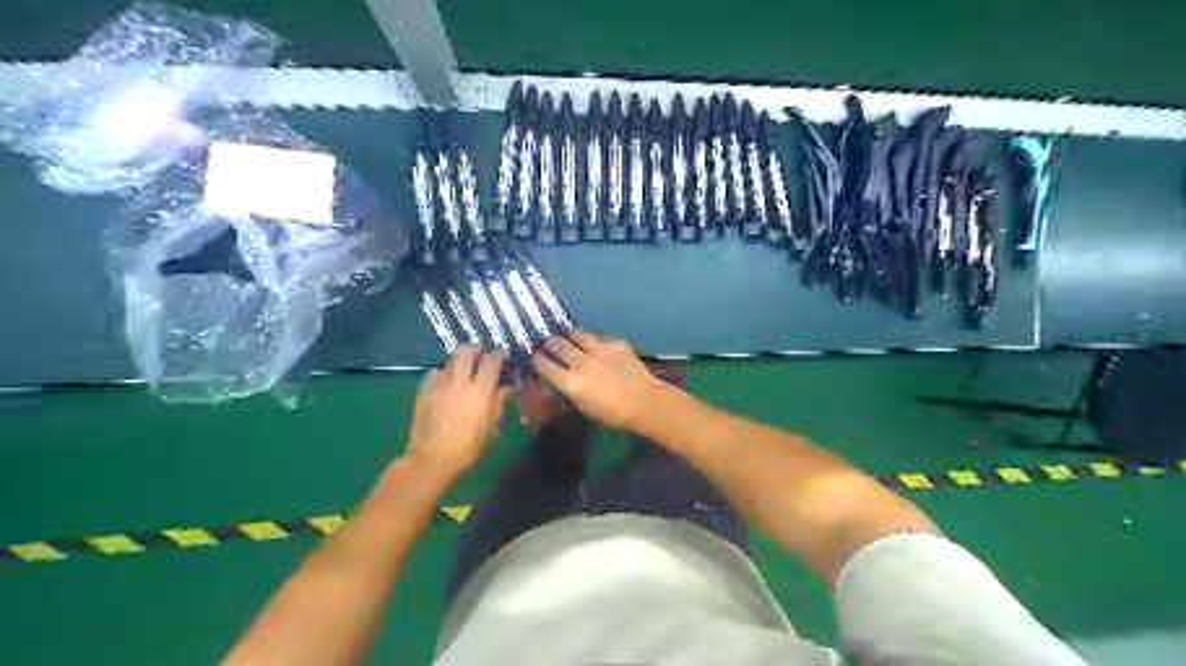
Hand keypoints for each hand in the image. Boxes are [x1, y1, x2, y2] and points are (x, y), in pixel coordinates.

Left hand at [409, 346, 504, 474]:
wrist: (431, 459)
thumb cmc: (468, 447)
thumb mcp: (491, 426)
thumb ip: (498, 402)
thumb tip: (505, 388)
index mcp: (480, 390)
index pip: (491, 361)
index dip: (498, 356)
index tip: (502, 357)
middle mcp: (459, 381)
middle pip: (466, 351)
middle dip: (476, 350)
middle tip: (481, 358)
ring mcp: (439, 384)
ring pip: (450, 361)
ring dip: (459, 363)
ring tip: (463, 372)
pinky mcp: (423, 390)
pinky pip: (435, 373)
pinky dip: (443, 374)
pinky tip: (445, 385)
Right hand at [534, 328, 670, 431]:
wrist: (646, 402)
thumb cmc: (613, 415)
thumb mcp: (584, 407)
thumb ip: (570, 390)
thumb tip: (560, 380)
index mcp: (571, 383)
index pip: (544, 365)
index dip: (536, 360)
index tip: (534, 357)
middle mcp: (581, 362)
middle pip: (557, 344)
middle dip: (549, 343)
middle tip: (549, 344)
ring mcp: (599, 349)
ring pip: (576, 333)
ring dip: (570, 335)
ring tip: (569, 337)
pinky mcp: (615, 343)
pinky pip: (599, 337)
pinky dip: (594, 341)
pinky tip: (597, 346)